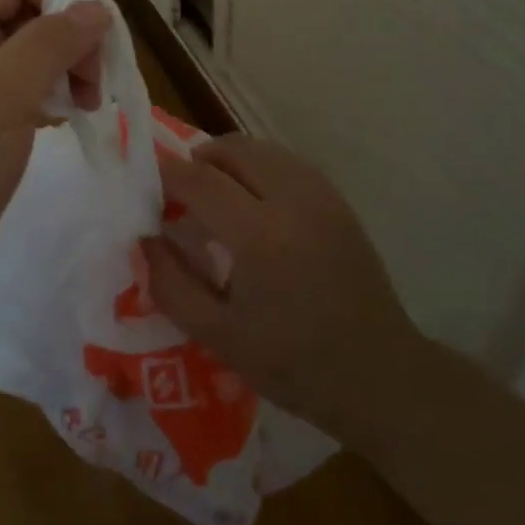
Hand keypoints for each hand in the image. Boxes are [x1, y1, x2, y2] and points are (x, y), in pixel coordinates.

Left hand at [0, 0, 108, 327]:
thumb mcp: (0, 96)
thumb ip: (49, 44)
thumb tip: (98, 8)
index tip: (99, 30)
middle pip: (30, 9)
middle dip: (71, 33)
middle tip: (96, 77)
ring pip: (36, 50)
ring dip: (71, 64)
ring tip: (90, 101)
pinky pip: (32, 87)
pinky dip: (59, 92)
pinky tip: (73, 115)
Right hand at [143, 136, 419, 443]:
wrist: (379, 375)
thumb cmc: (294, 364)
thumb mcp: (218, 337)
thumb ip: (171, 284)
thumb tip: (145, 238)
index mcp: (259, 236)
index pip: (200, 180)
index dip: (167, 174)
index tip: (146, 182)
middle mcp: (292, 200)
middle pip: (232, 149)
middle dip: (198, 160)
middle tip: (180, 191)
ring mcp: (320, 195)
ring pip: (261, 149)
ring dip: (229, 160)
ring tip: (214, 194)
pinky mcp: (337, 200)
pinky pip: (286, 162)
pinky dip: (259, 167)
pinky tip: (253, 200)